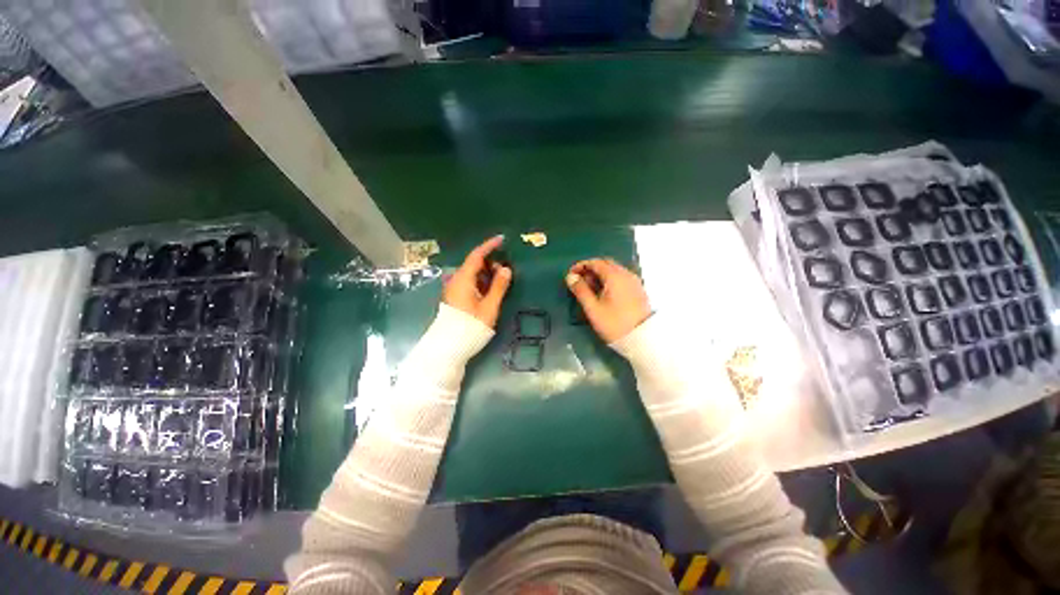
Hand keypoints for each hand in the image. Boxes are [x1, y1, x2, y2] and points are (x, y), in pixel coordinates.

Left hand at [443, 236, 511, 327]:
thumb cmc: (471, 326)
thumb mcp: (489, 306)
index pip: (476, 256)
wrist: (449, 347)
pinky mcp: (455, 298)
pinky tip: (491, 288)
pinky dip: (481, 281)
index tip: (501, 239)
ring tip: (501, 278)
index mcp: (463, 279)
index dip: (489, 246)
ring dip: (486, 272)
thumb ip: (498, 286)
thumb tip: (506, 269)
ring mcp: (454, 290)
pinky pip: (469, 283)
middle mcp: (456, 281)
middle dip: (490, 261)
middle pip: (473, 264)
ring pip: (471, 274)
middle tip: (506, 267)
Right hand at [566, 259, 650, 342]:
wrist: (642, 339)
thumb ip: (580, 290)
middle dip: (591, 269)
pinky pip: (621, 278)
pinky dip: (609, 280)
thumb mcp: (593, 308)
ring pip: (614, 270)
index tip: (571, 275)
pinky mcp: (638, 290)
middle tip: (579, 281)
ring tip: (589, 289)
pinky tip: (604, 293)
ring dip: (600, 275)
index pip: (595, 262)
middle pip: (606, 264)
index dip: (581, 266)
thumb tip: (570, 277)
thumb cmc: (614, 323)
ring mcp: (634, 281)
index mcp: (614, 276)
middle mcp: (626, 274)